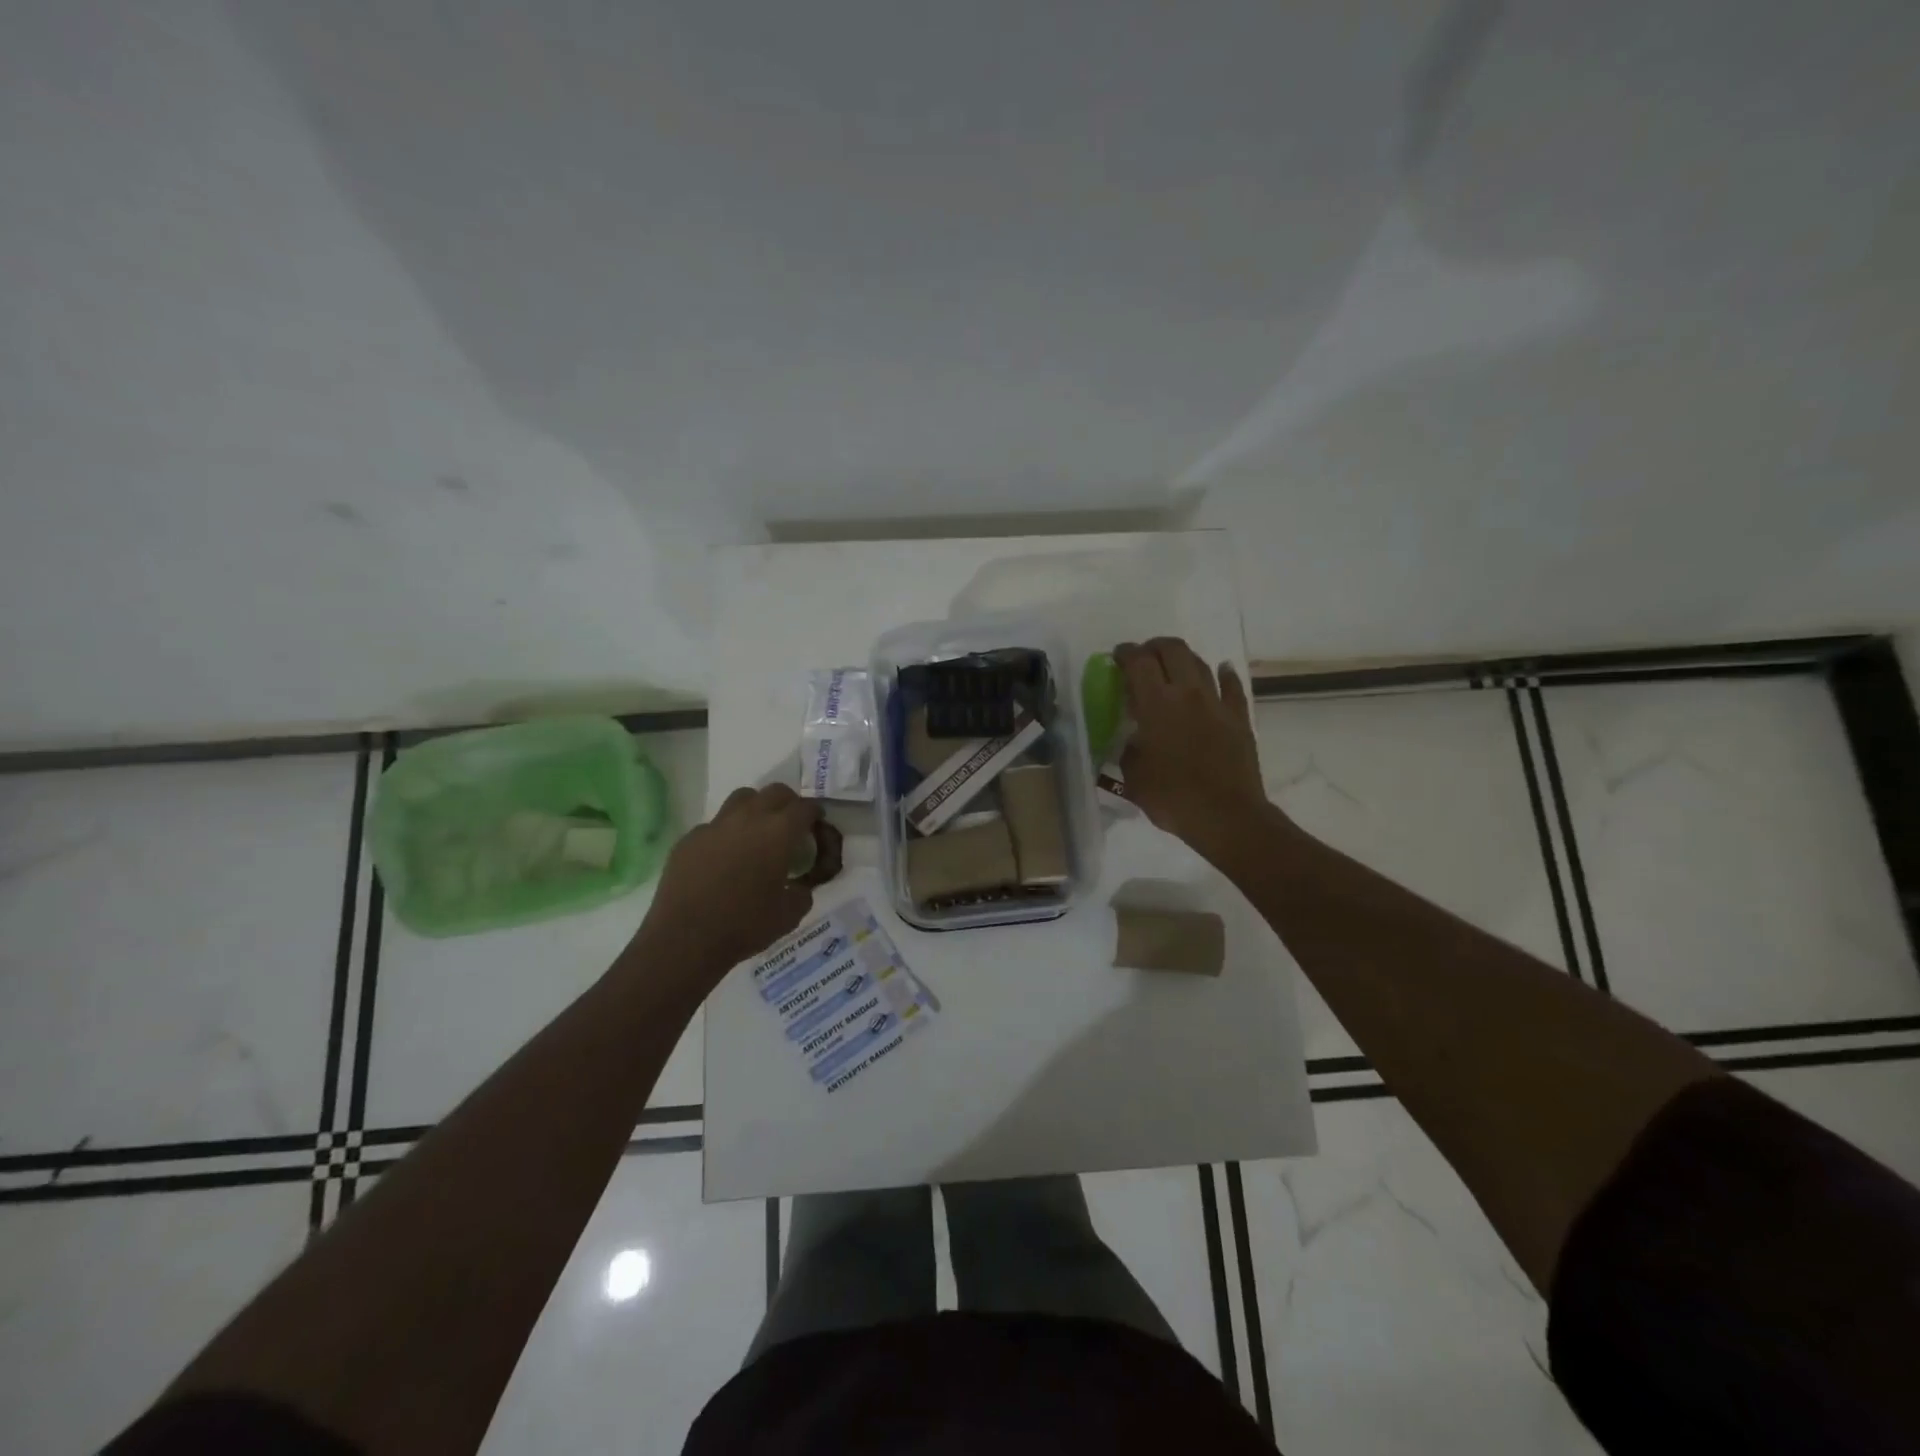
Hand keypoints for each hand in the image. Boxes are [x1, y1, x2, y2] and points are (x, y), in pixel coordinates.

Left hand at [637, 783, 820, 978]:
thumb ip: (802, 892)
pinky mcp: (689, 839)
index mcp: (779, 833)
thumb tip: (800, 886)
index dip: (814, 814)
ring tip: (756, 831)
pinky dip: (725, 834)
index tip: (816, 824)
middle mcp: (748, 819)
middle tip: (790, 824)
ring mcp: (715, 826)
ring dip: (756, 808)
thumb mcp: (790, 915)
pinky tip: (723, 858)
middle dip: (788, 803)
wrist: (685, 940)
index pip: (805, 808)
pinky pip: (713, 825)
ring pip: (742, 798)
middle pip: (775, 792)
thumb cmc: (745, 926)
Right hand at [1115, 637, 1268, 859]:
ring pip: (1201, 664)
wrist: (1226, 817)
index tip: (1116, 657)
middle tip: (1144, 658)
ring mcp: (1217, 704)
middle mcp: (1187, 694)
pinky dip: (1224, 675)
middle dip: (1154, 647)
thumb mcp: (1133, 776)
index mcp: (1156, 704)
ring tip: (1173, 667)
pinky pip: (1232, 687)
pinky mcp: (1239, 718)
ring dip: (1183, 659)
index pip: (1138, 662)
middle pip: (1172, 650)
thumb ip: (1130, 748)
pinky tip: (1222, 670)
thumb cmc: (1172, 798)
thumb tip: (1134, 739)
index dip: (1125, 654)